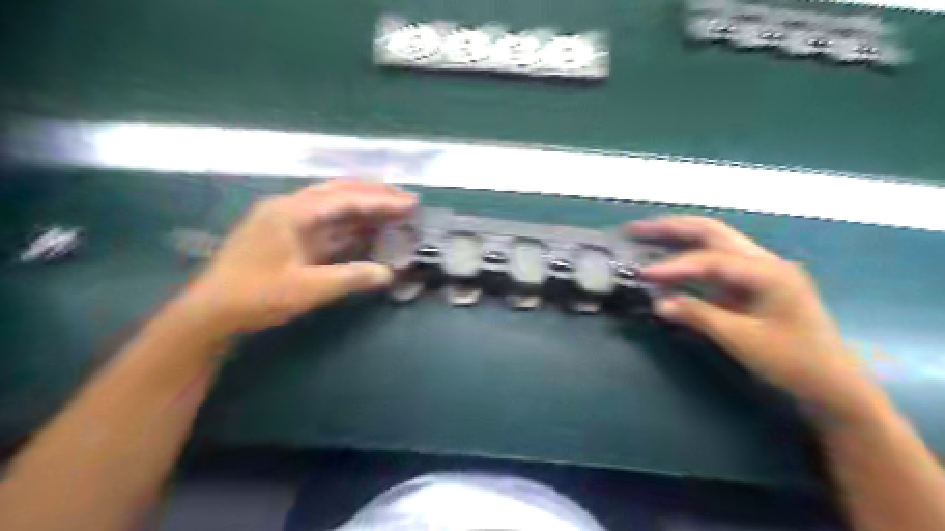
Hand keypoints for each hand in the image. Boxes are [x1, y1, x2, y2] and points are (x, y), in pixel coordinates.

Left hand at [179, 181, 414, 333]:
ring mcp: (287, 221)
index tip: (410, 203)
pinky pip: (326, 224)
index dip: (380, 201)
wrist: (210, 313)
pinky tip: (367, 227)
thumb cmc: (255, 297)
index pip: (345, 200)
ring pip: (333, 206)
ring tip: (394, 208)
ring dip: (364, 206)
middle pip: (339, 192)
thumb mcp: (307, 289)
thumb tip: (388, 273)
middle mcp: (289, 208)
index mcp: (291, 213)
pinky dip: (350, 224)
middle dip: (375, 195)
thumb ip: (350, 278)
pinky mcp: (288, 236)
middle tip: (407, 199)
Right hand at [630, 215, 883, 423]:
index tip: (643, 274)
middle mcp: (764, 261)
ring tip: (646, 235)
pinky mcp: (752, 284)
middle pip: (712, 232)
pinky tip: (669, 260)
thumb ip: (699, 316)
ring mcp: (759, 271)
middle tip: (636, 230)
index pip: (711, 260)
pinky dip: (689, 258)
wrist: (833, 384)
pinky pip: (715, 262)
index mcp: (768, 272)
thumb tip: (659, 303)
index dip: (674, 266)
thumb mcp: (743, 340)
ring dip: (679, 237)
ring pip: (714, 242)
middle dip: (672, 229)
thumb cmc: (793, 362)